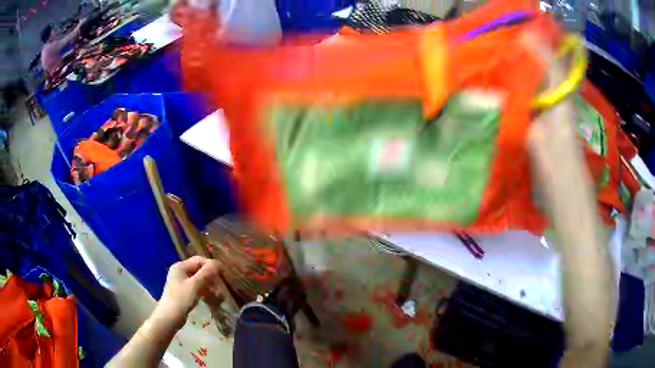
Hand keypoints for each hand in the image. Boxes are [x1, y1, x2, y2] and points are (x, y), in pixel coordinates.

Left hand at [154, 256, 221, 327]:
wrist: (169, 317)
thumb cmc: (181, 299)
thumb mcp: (194, 285)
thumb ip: (206, 273)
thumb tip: (217, 263)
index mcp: (180, 266)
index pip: (198, 260)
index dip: (211, 265)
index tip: (224, 272)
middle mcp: (180, 271)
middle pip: (199, 269)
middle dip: (211, 276)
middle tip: (221, 285)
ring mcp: (181, 282)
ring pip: (198, 279)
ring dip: (209, 284)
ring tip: (218, 293)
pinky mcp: (183, 291)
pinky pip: (196, 286)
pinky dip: (204, 290)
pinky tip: (211, 297)